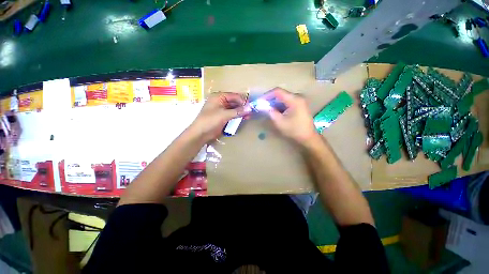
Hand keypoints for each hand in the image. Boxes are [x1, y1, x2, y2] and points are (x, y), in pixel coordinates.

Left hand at [190, 92, 248, 141]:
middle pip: (234, 102)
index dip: (242, 100)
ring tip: (248, 116)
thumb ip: (238, 111)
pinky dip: (237, 116)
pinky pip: (232, 114)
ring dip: (241, 112)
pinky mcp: (222, 117)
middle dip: (242, 107)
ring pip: (234, 109)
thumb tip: (250, 108)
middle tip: (251, 112)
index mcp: (218, 97)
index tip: (250, 106)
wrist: (200, 133)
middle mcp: (220, 101)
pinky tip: (243, 118)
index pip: (234, 96)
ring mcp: (221, 109)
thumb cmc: (210, 121)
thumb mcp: (224, 115)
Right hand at [264, 88, 318, 144]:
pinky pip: (287, 102)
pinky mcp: (300, 106)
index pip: (278, 91)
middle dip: (271, 100)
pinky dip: (280, 106)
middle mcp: (298, 97)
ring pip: (284, 99)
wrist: (308, 137)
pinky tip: (276, 112)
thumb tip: (264, 106)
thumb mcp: (280, 122)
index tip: (260, 101)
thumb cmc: (294, 130)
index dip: (267, 95)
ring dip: (275, 103)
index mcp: (294, 100)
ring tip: (268, 110)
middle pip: (281, 94)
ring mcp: (300, 101)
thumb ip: (271, 112)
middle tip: (263, 106)